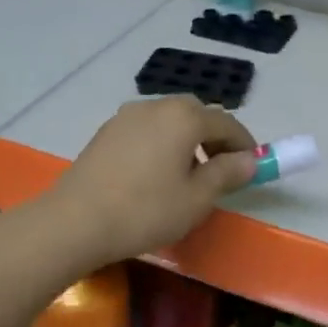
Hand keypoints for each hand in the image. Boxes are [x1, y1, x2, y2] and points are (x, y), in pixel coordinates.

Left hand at [43, 96, 258, 264]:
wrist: (75, 221)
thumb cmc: (146, 210)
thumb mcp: (197, 198)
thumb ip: (227, 173)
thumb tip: (249, 160)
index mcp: (185, 116)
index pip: (226, 122)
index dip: (244, 144)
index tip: (252, 166)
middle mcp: (157, 105)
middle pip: (197, 115)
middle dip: (214, 138)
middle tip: (221, 170)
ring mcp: (128, 115)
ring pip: (169, 121)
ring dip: (186, 140)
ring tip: (187, 174)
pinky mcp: (107, 131)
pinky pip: (146, 129)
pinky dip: (161, 143)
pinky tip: (155, 174)